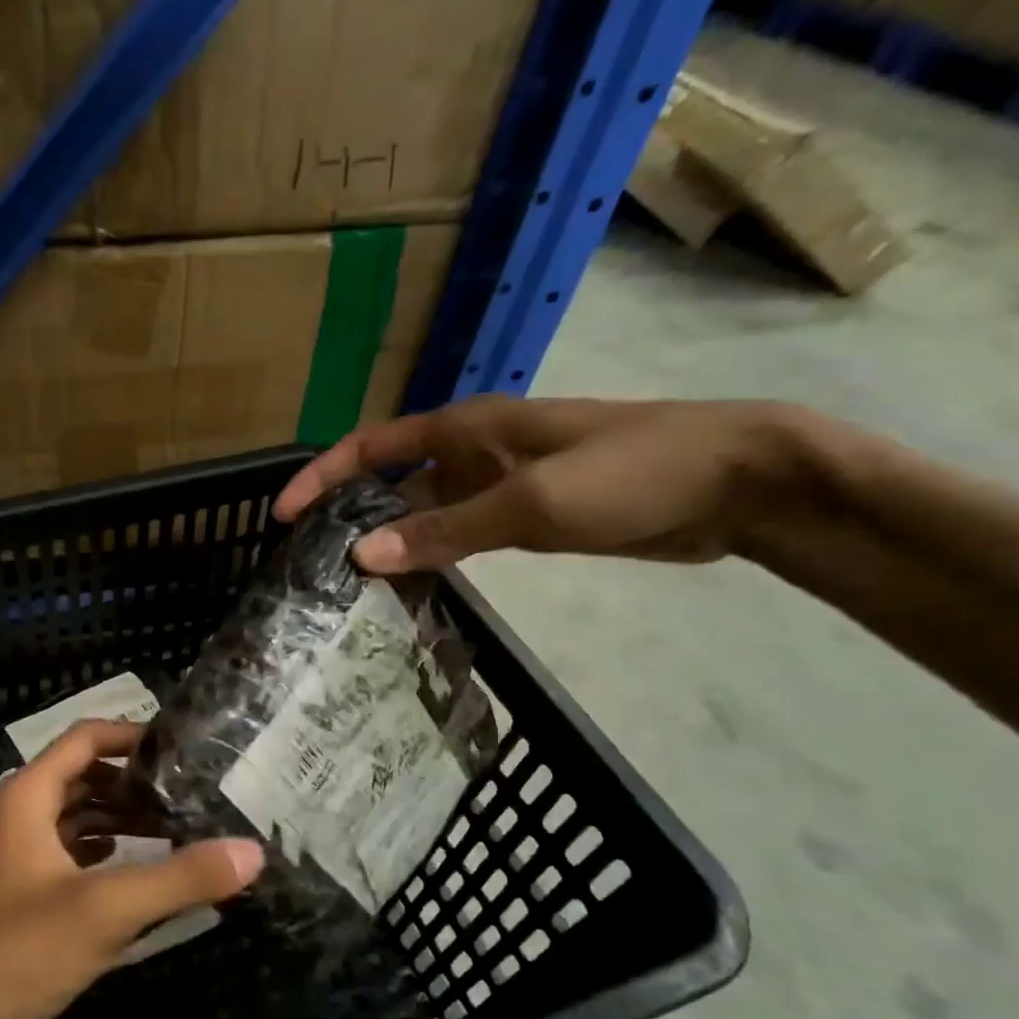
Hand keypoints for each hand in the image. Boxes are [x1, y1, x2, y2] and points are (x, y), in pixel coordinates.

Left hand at [0, 720, 262, 1018]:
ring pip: (74, 823)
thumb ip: (180, 878)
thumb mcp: (105, 911)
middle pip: (82, 779)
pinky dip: (103, 860)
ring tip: (179, 833)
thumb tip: (253, 851)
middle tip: (193, 797)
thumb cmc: (14, 955)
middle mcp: (15, 819)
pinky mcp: (15, 903)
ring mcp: (12, 863)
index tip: (184, 750)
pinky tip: (138, 879)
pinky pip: (67, 862)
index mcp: (26, 798)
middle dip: (134, 785)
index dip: (132, 736)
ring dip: (120, 824)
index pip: (85, 739)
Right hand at [273, 397, 811, 572]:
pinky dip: (428, 556)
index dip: (321, 477)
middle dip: (346, 514)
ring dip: (386, 542)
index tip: (282, 516)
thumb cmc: (631, 474)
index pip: (370, 446)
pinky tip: (411, 588)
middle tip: (309, 565)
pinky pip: (456, 535)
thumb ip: (444, 530)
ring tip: (347, 587)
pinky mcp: (522, 517)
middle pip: (388, 481)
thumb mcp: (530, 505)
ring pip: (420, 512)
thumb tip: (362, 558)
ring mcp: (497, 486)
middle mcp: (471, 452)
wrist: (736, 483)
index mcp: (465, 429)